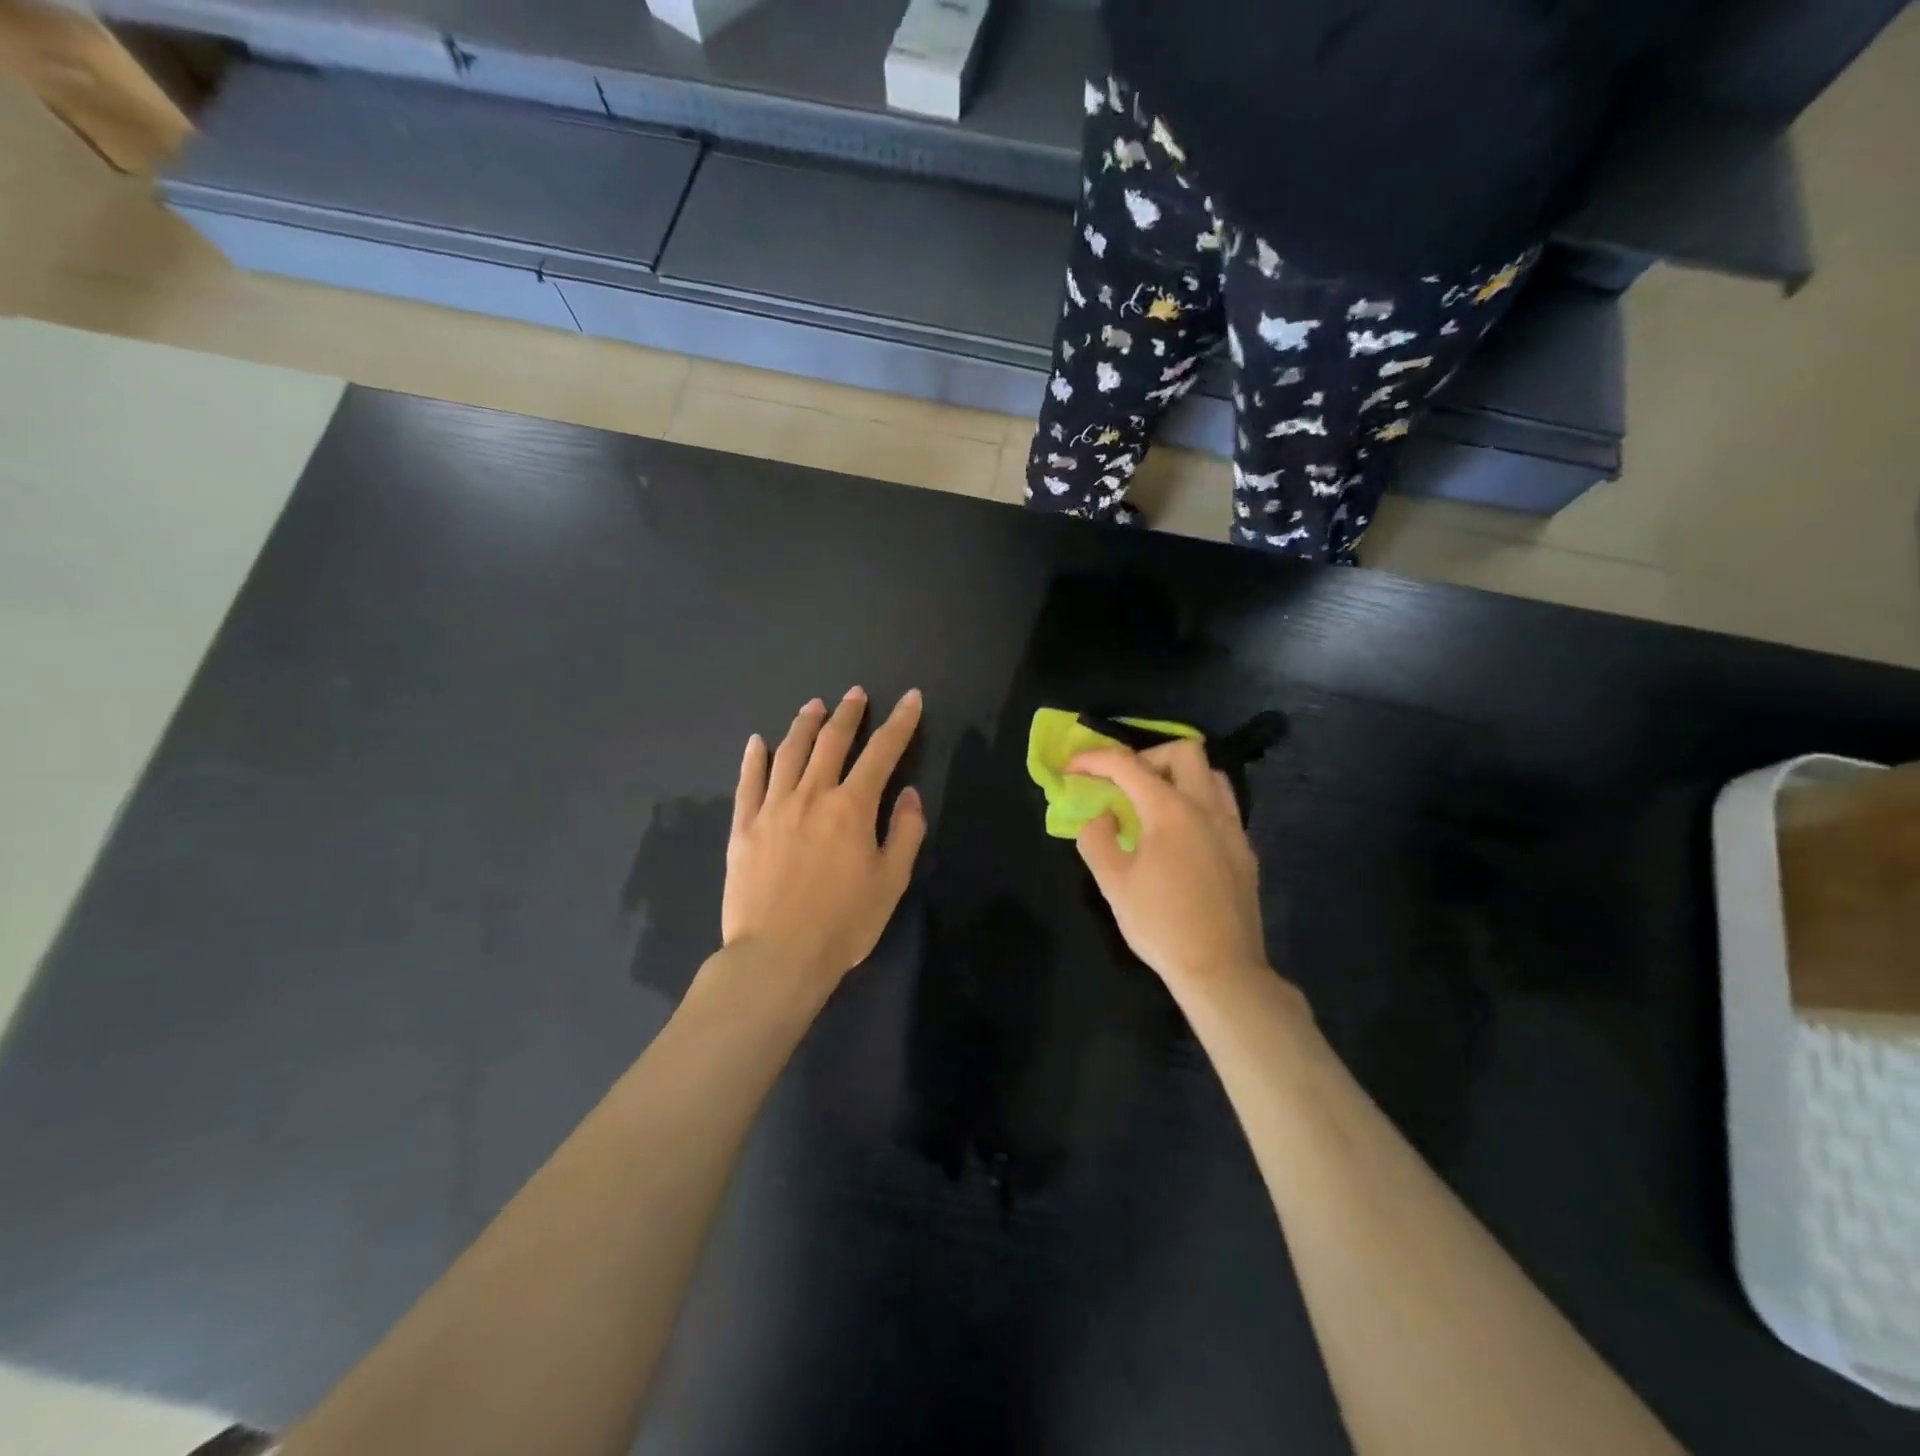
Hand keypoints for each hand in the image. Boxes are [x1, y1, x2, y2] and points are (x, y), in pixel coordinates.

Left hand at [723, 687, 927, 991]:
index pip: (882, 752)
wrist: (777, 956)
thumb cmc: (844, 923)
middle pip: (832, 741)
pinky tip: (757, 742)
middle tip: (856, 694)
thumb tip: (909, 795)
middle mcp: (812, 795)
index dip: (900, 722)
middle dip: (849, 713)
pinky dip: (754, 758)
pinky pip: (748, 782)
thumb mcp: (891, 882)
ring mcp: (773, 807)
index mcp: (852, 807)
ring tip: (814, 706)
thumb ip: (905, 833)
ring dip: (804, 724)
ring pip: (789, 752)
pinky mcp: (743, 826)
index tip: (911, 698)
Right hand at [1070, 740, 1268, 993]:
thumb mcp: (1113, 882)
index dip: (1094, 760)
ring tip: (1153, 804)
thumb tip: (1100, 815)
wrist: (1220, 969)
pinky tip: (1179, 837)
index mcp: (1170, 811)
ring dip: (1178, 776)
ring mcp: (1232, 828)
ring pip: (1211, 775)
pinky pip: (1222, 806)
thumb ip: (1096, 838)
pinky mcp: (1244, 850)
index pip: (1127, 765)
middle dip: (1146, 757)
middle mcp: (1207, 808)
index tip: (1072, 769)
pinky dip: (1196, 803)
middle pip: (1183, 752)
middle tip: (1123, 784)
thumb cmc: (1160, 924)